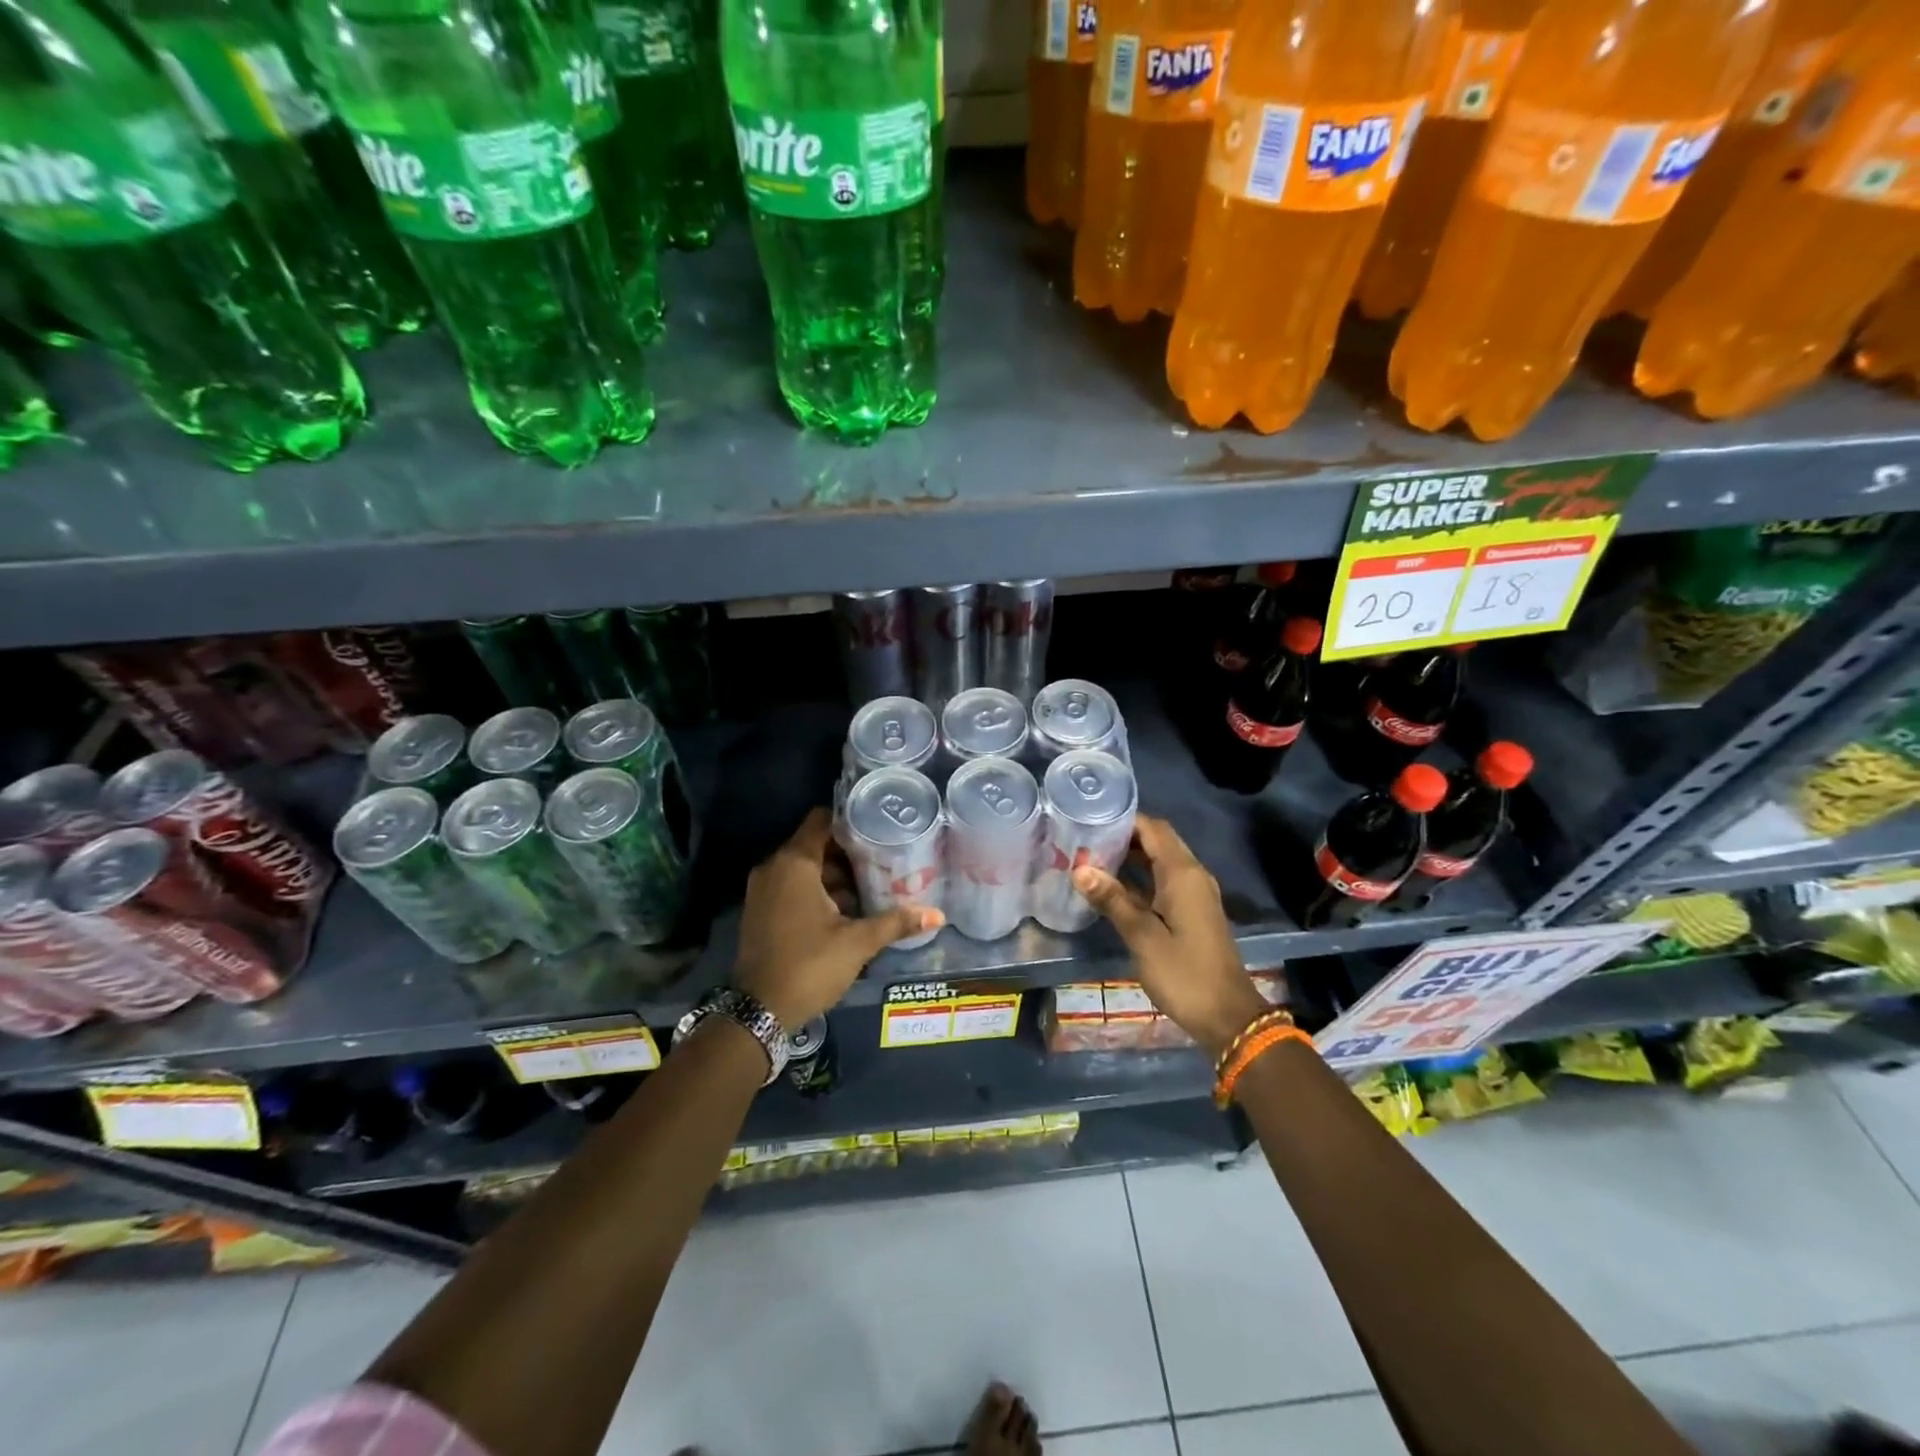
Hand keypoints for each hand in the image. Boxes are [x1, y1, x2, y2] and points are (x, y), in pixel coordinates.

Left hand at [733, 808, 942, 1028]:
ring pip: (804, 868)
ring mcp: (763, 890)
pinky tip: (846, 909)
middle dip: (848, 852)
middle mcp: (773, 868)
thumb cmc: (810, 965)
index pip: (822, 821)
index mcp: (794, 864)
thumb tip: (938, 915)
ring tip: (872, 885)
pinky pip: (792, 887)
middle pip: (815, 844)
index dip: (850, 820)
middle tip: (884, 859)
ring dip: (834, 875)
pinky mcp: (760, 911)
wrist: (759, 1011)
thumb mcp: (858, 942)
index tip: (879, 828)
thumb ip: (896, 922)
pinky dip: (816, 891)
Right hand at [1071, 815, 1268, 1057]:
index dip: (1124, 820)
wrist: (1228, 1017)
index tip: (1090, 819)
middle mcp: (1192, 876)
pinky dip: (1140, 879)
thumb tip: (1080, 869)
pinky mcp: (1192, 913)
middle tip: (1083, 839)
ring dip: (1130, 858)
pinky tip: (1112, 889)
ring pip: (1159, 862)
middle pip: (1157, 841)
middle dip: (1123, 837)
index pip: (1153, 828)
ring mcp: (1194, 895)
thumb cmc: (1184, 973)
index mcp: (1182, 874)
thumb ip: (1112, 899)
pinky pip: (1163, 882)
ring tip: (1090, 859)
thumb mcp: (1142, 937)